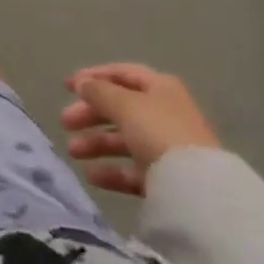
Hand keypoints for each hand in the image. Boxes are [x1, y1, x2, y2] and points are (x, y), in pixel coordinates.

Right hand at [59, 62, 220, 195]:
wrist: (197, 189)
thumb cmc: (158, 131)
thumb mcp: (123, 104)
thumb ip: (98, 91)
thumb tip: (81, 82)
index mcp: (160, 88)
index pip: (122, 74)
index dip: (94, 77)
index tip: (67, 86)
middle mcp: (164, 114)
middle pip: (120, 108)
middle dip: (90, 114)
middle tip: (65, 122)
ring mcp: (166, 147)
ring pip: (124, 140)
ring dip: (96, 143)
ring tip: (73, 152)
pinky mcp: (167, 178)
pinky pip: (133, 170)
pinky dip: (111, 171)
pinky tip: (92, 176)